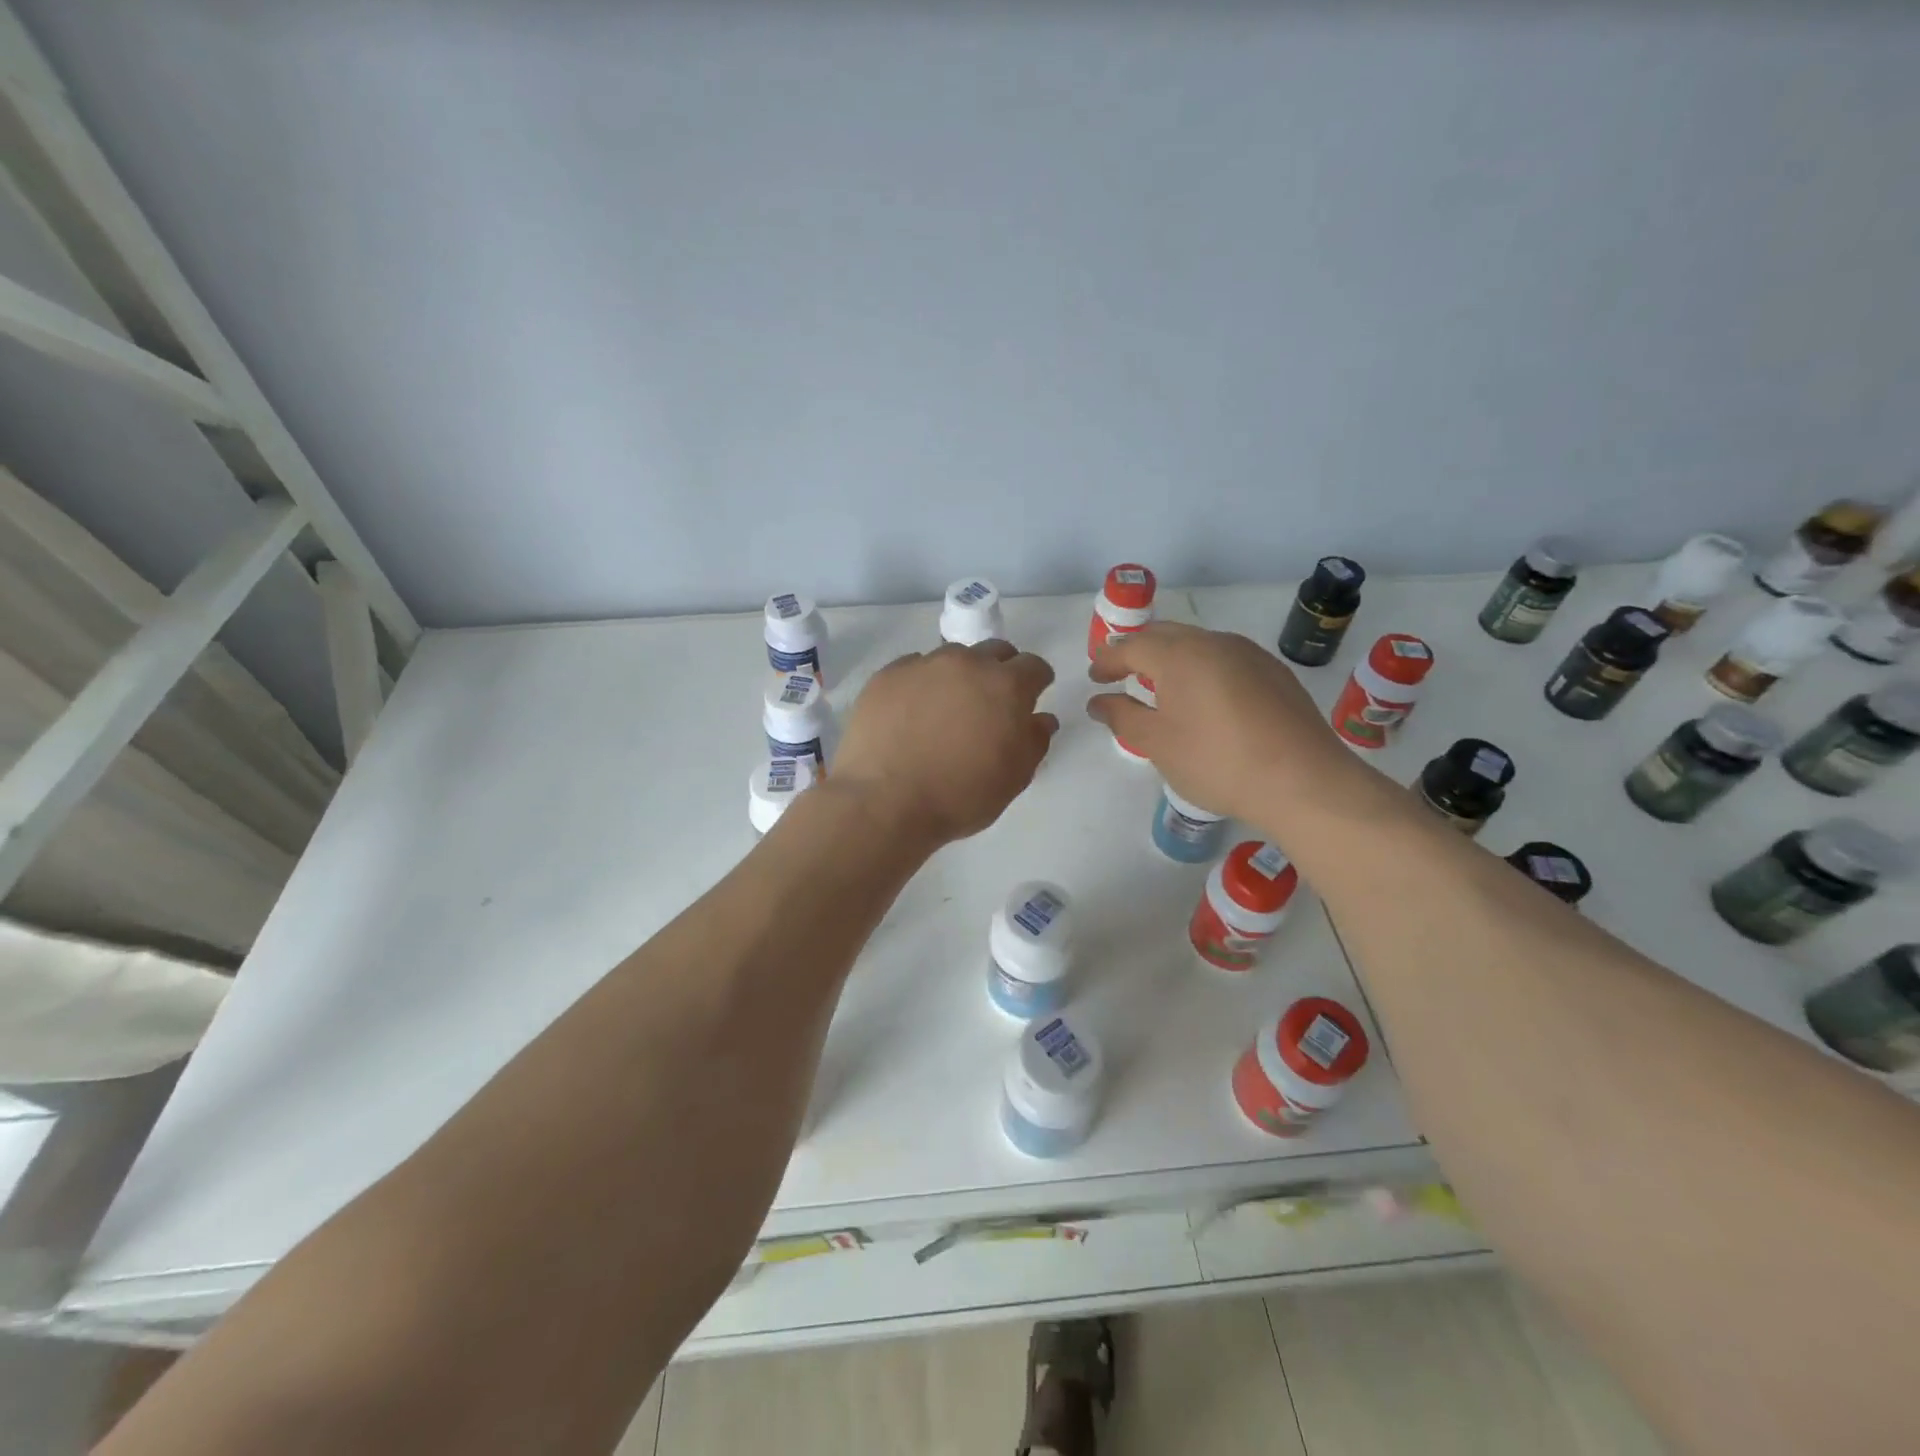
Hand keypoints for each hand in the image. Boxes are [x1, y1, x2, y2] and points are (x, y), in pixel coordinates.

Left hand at [831, 641, 1058, 846]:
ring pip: (952, 657)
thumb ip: (1034, 741)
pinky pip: (913, 669)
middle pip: (994, 651)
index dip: (1036, 681)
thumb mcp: (1014, 778)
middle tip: (991, 702)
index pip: (1034, 666)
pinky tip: (911, 713)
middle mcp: (966, 663)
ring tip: (946, 709)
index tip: (1032, 697)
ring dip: (958, 676)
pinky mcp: (886, 675)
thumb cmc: (960, 796)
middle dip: (1000, 671)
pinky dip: (921, 685)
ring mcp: (923, 665)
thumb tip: (1041, 718)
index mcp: (1006, 686)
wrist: (885, 801)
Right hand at [1086, 622, 1366, 826]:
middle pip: (1166, 635)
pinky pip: (1225, 659)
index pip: (1132, 646)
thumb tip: (1100, 701)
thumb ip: (1123, 717)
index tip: (1094, 677)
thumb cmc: (1217, 762)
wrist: (1304, 781)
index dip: (1108, 660)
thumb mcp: (1158, 744)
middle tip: (1120, 672)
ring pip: (1199, 644)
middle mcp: (1215, 643)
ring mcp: (1250, 654)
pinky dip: (1202, 669)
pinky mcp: (1275, 673)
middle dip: (1138, 650)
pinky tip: (1204, 697)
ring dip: (1172, 658)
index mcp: (1180, 655)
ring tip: (1159, 684)